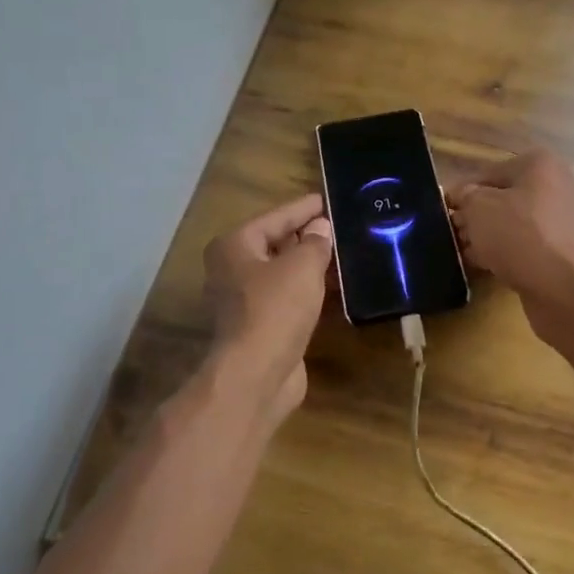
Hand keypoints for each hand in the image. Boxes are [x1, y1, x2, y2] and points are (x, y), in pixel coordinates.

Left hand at [203, 193, 332, 415]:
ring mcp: (243, 300)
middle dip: (306, 236)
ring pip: (281, 273)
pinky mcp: (258, 326)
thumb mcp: (302, 266)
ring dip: (308, 265)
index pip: (276, 217)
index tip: (327, 199)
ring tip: (341, 253)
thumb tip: (320, 228)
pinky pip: (286, 297)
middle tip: (339, 226)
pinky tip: (331, 287)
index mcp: (235, 245)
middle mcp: (232, 269)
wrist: (257, 374)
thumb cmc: (276, 308)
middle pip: (275, 243)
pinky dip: (306, 291)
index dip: (304, 208)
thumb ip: (315, 242)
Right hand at [449, 150, 573, 327]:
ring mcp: (566, 221)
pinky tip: (488, 268)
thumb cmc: (519, 234)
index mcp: (540, 164)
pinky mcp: (567, 253)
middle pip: (506, 199)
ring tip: (466, 254)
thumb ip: (465, 197)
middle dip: (478, 217)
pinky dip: (510, 255)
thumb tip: (462, 197)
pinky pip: (530, 247)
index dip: (463, 193)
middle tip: (454, 236)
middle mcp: (559, 187)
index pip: (489, 173)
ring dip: (491, 238)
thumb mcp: (478, 207)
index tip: (444, 213)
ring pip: (517, 225)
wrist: (565, 287)